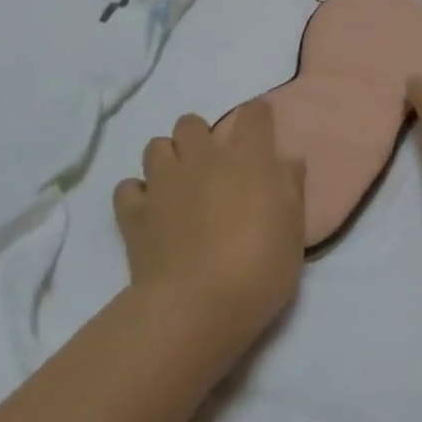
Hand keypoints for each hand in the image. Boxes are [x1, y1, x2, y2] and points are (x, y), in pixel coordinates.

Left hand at [113, 102, 305, 354]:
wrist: (197, 308)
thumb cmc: (259, 268)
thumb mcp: (293, 231)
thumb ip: (291, 189)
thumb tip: (288, 160)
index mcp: (247, 158)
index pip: (253, 113)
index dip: (257, 117)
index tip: (261, 131)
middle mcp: (203, 158)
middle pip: (192, 122)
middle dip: (200, 136)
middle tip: (212, 167)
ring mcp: (164, 183)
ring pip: (156, 146)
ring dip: (168, 159)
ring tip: (178, 186)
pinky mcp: (134, 213)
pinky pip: (127, 188)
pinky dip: (137, 194)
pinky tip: (149, 211)